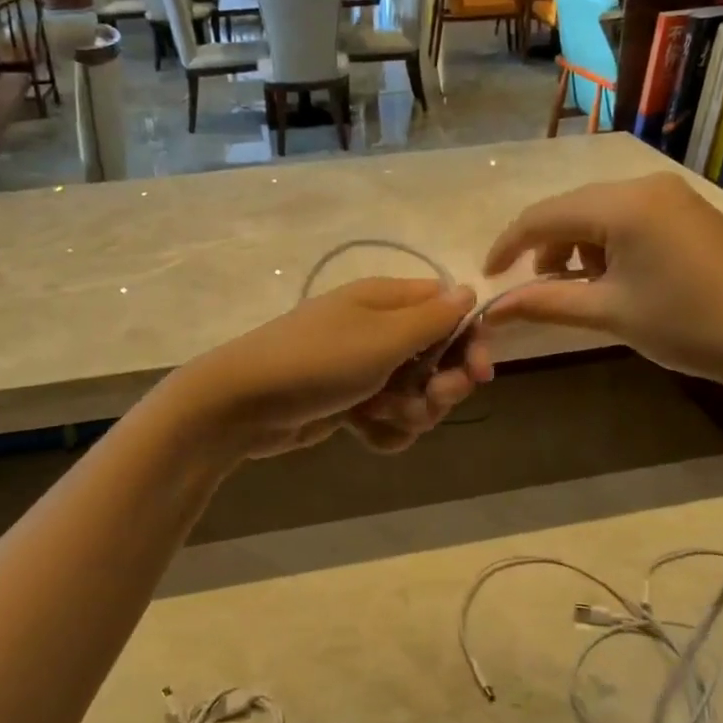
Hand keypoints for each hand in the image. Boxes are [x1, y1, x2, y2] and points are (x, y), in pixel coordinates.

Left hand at [175, 278, 494, 458]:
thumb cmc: (318, 362)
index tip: (478, 374)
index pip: (449, 311)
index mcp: (388, 301)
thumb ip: (433, 318)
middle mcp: (380, 330)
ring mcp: (364, 368)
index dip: (469, 342)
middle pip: (439, 358)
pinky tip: (362, 432)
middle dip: (439, 386)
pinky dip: (383, 429)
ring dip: (409, 412)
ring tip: (379, 414)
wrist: (243, 404)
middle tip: (426, 400)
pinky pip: (388, 418)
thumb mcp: (382, 337)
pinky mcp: (350, 402)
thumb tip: (468, 290)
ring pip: (416, 394)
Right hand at [482, 173, 722, 394]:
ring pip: (602, 212)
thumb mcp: (608, 313)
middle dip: (547, 246)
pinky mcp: (691, 210)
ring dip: (580, 245)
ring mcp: (673, 194)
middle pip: (573, 209)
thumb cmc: (685, 324)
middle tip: (539, 286)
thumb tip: (490, 310)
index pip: (545, 215)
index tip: (488, 275)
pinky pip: (631, 216)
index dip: (509, 244)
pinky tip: (619, 275)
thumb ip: (543, 303)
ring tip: (584, 286)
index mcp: (623, 204)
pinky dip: (610, 242)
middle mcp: (645, 185)